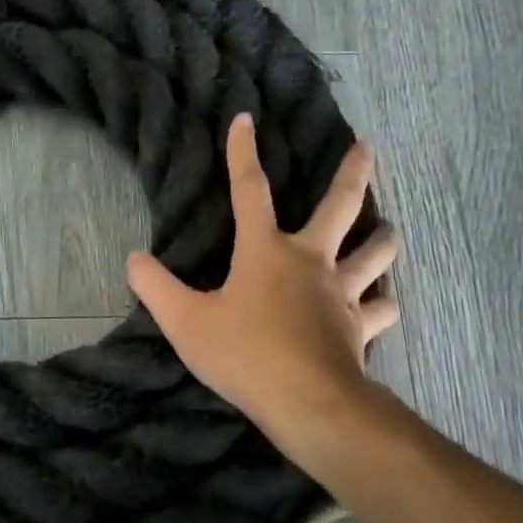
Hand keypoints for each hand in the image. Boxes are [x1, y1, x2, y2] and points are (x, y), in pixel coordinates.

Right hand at [127, 116, 397, 433]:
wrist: (308, 403)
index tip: (245, 119)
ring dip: (382, 239)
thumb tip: (134, 259)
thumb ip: (156, 287)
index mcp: (265, 251)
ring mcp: (342, 293)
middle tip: (366, 149)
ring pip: (375, 254)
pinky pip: (381, 308)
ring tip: (387, 229)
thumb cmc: (244, 354)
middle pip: (340, 207)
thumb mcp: (185, 322)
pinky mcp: (360, 327)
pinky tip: (384, 303)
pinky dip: (383, 303)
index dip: (243, 152)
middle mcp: (310, 261)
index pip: (249, 189)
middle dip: (352, 173)